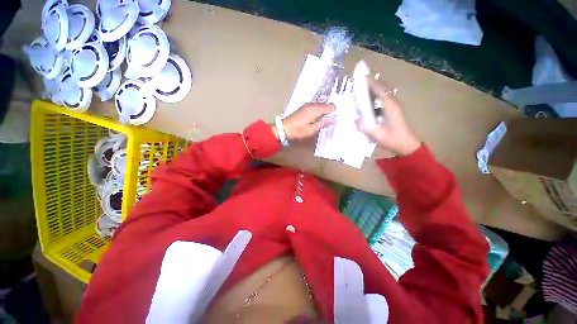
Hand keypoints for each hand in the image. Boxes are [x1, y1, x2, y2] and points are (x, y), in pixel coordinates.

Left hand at [274, 103, 334, 140]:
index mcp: (315, 109)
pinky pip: (315, 105)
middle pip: (326, 104)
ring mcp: (308, 104)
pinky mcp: (304, 106)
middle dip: (329, 111)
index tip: (334, 119)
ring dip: (323, 110)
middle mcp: (312, 104)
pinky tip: (316, 117)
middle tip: (329, 120)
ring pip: (321, 104)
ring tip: (322, 119)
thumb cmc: (298, 130)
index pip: (330, 106)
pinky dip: (318, 109)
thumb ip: (323, 123)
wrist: (284, 128)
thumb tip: (334, 119)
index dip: (334, 112)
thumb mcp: (312, 129)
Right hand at [356, 78, 420, 155]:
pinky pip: (383, 99)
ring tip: (361, 93)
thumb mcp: (377, 134)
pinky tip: (367, 104)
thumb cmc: (394, 139)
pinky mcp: (393, 110)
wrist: (408, 145)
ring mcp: (394, 106)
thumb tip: (354, 120)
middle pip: (382, 88)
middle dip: (370, 84)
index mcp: (390, 105)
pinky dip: (375, 97)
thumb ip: (365, 127)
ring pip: (383, 93)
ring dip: (373, 90)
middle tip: (358, 86)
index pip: (379, 88)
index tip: (360, 78)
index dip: (370, 82)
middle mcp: (392, 102)